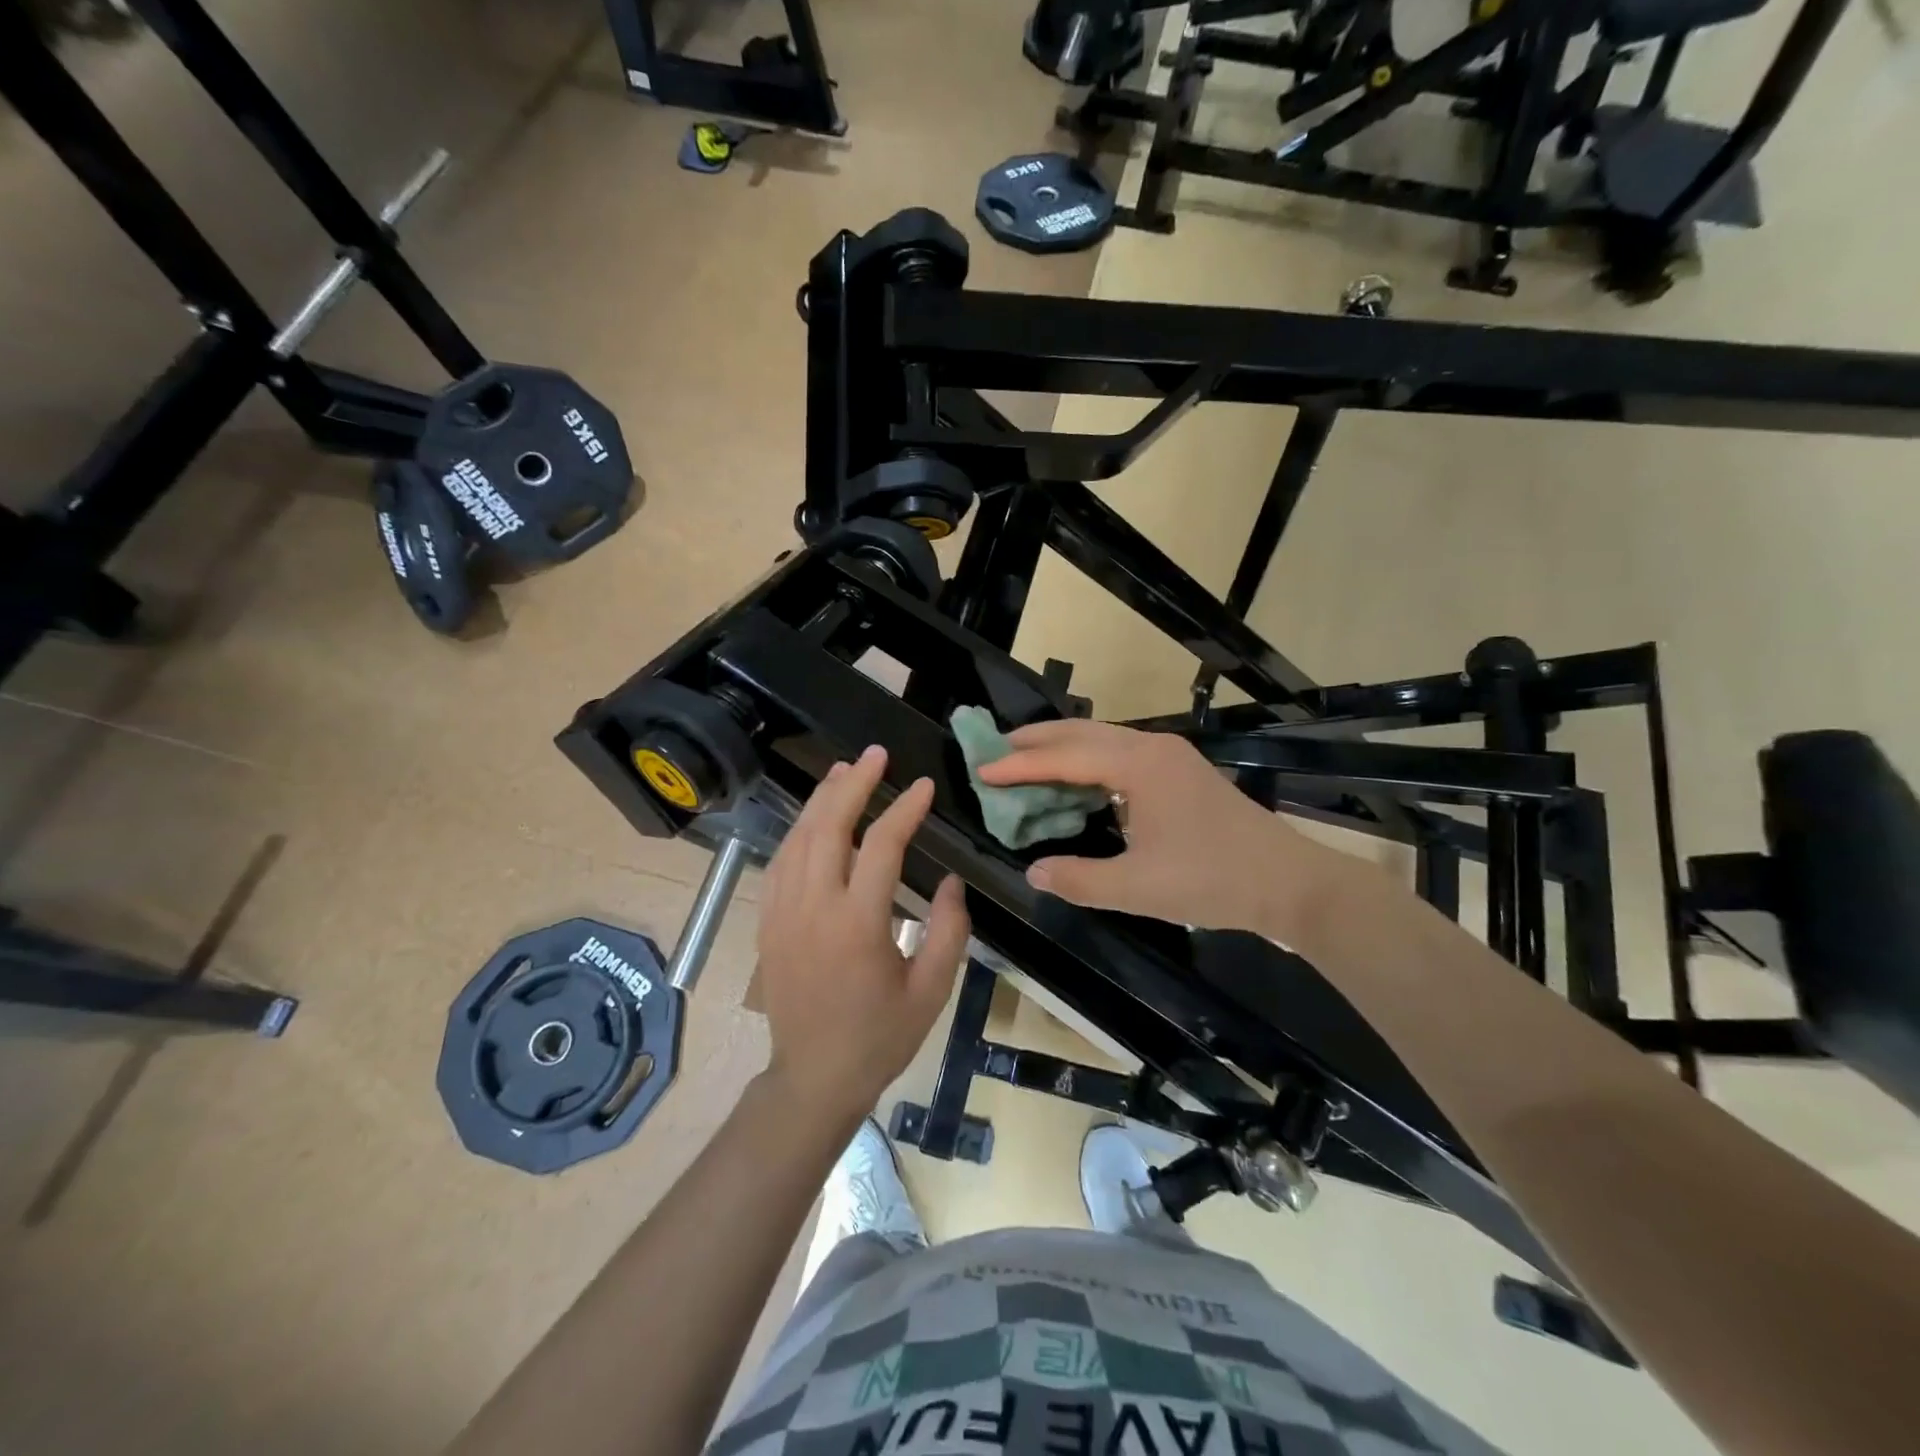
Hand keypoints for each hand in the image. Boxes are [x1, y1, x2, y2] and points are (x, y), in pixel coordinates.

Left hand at [756, 745, 969, 1123]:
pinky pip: (781, 860)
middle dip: (854, 784)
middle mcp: (813, 907)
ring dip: (822, 799)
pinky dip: (799, 830)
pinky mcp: (767, 920)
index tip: (924, 786)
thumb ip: (948, 930)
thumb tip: (950, 881)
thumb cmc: (879, 1037)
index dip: (905, 809)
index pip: (881, 845)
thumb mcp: (931, 990)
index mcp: (858, 924)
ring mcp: (783, 911)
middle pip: (829, 826)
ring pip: (799, 837)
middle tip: (875, 755)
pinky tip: (814, 817)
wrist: (813, 1077)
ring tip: (844, 770)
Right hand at [977, 719, 1335, 939]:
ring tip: (1025, 761)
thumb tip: (1034, 872)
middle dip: (1035, 739)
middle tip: (994, 749)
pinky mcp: (1179, 771)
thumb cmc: (1212, 880)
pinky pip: (1119, 753)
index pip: (1064, 757)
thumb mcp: (1137, 887)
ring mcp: (1169, 756)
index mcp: (1138, 766)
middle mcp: (1151, 748)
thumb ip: (1079, 879)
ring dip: (1062, 748)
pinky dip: (1087, 761)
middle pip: (1080, 732)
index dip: (1019, 765)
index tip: (982, 770)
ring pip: (1101, 739)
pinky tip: (1074, 781)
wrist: (1289, 883)